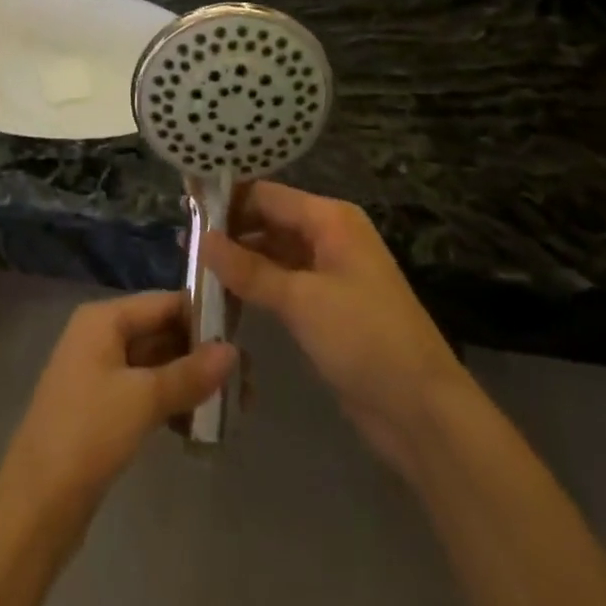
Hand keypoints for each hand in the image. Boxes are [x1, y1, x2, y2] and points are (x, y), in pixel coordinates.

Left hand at [0, 292, 235, 523]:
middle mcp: (101, 336)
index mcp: (104, 319)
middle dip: (203, 355)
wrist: (36, 504)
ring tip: (236, 407)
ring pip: (157, 366)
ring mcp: (101, 373)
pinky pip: (147, 393)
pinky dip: (173, 403)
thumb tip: (233, 351)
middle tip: (248, 382)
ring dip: (192, 382)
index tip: (246, 336)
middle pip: (162, 332)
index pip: (164, 302)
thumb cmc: (88, 434)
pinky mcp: (104, 408)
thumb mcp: (143, 399)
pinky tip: (202, 426)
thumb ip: (190, 372)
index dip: (204, 315)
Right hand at [203, 182, 459, 466]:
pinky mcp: (325, 304)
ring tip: (192, 266)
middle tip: (182, 242)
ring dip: (238, 259)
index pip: (266, 194)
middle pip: (268, 219)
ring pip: (272, 252)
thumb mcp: (301, 300)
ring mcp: (328, 271)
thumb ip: (248, 269)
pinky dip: (254, 284)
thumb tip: (200, 238)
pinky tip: (222, 293)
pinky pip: (281, 281)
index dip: (225, 199)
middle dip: (229, 230)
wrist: (422, 412)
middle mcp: (329, 235)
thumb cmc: (364, 339)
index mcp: (330, 219)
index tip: (183, 206)